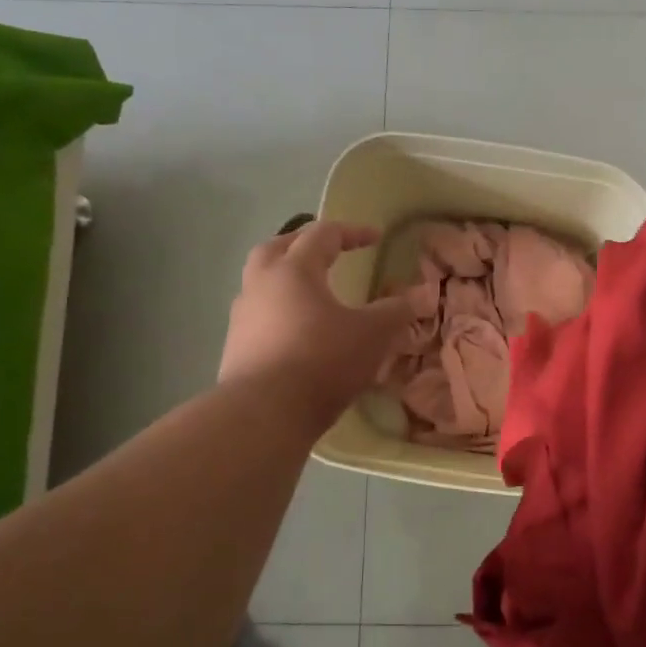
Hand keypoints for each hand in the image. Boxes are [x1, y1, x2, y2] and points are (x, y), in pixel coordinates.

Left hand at [219, 221, 414, 425]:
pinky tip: (298, 333)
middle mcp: (261, 284)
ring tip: (312, 295)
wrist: (264, 413)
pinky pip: (259, 317)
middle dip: (303, 244)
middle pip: (277, 248)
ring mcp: (242, 317)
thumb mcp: (373, 335)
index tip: (376, 238)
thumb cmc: (322, 360)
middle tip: (327, 252)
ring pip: (261, 283)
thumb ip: (394, 312)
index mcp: (294, 270)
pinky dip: (279, 313)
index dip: (352, 232)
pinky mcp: (235, 348)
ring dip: (286, 280)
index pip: (323, 235)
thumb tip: (410, 299)